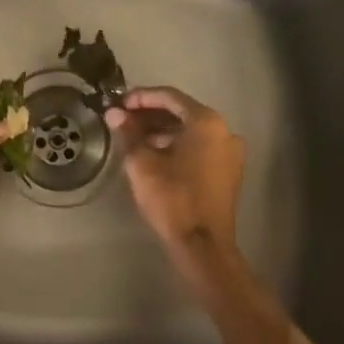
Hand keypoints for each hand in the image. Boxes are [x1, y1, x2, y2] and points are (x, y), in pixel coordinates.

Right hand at [107, 87, 245, 274]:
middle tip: (123, 119)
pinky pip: (200, 147)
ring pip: (191, 131)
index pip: (170, 97)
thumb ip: (128, 133)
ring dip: (162, 130)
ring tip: (134, 138)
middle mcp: (224, 131)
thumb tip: (113, 113)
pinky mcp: (229, 172)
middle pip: (182, 112)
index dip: (142, 97)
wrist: (203, 247)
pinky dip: (177, 145)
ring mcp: (230, 153)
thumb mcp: (142, 163)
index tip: (120, 103)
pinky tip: (154, 154)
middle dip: (151, 114)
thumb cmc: (172, 198)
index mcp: (207, 122)